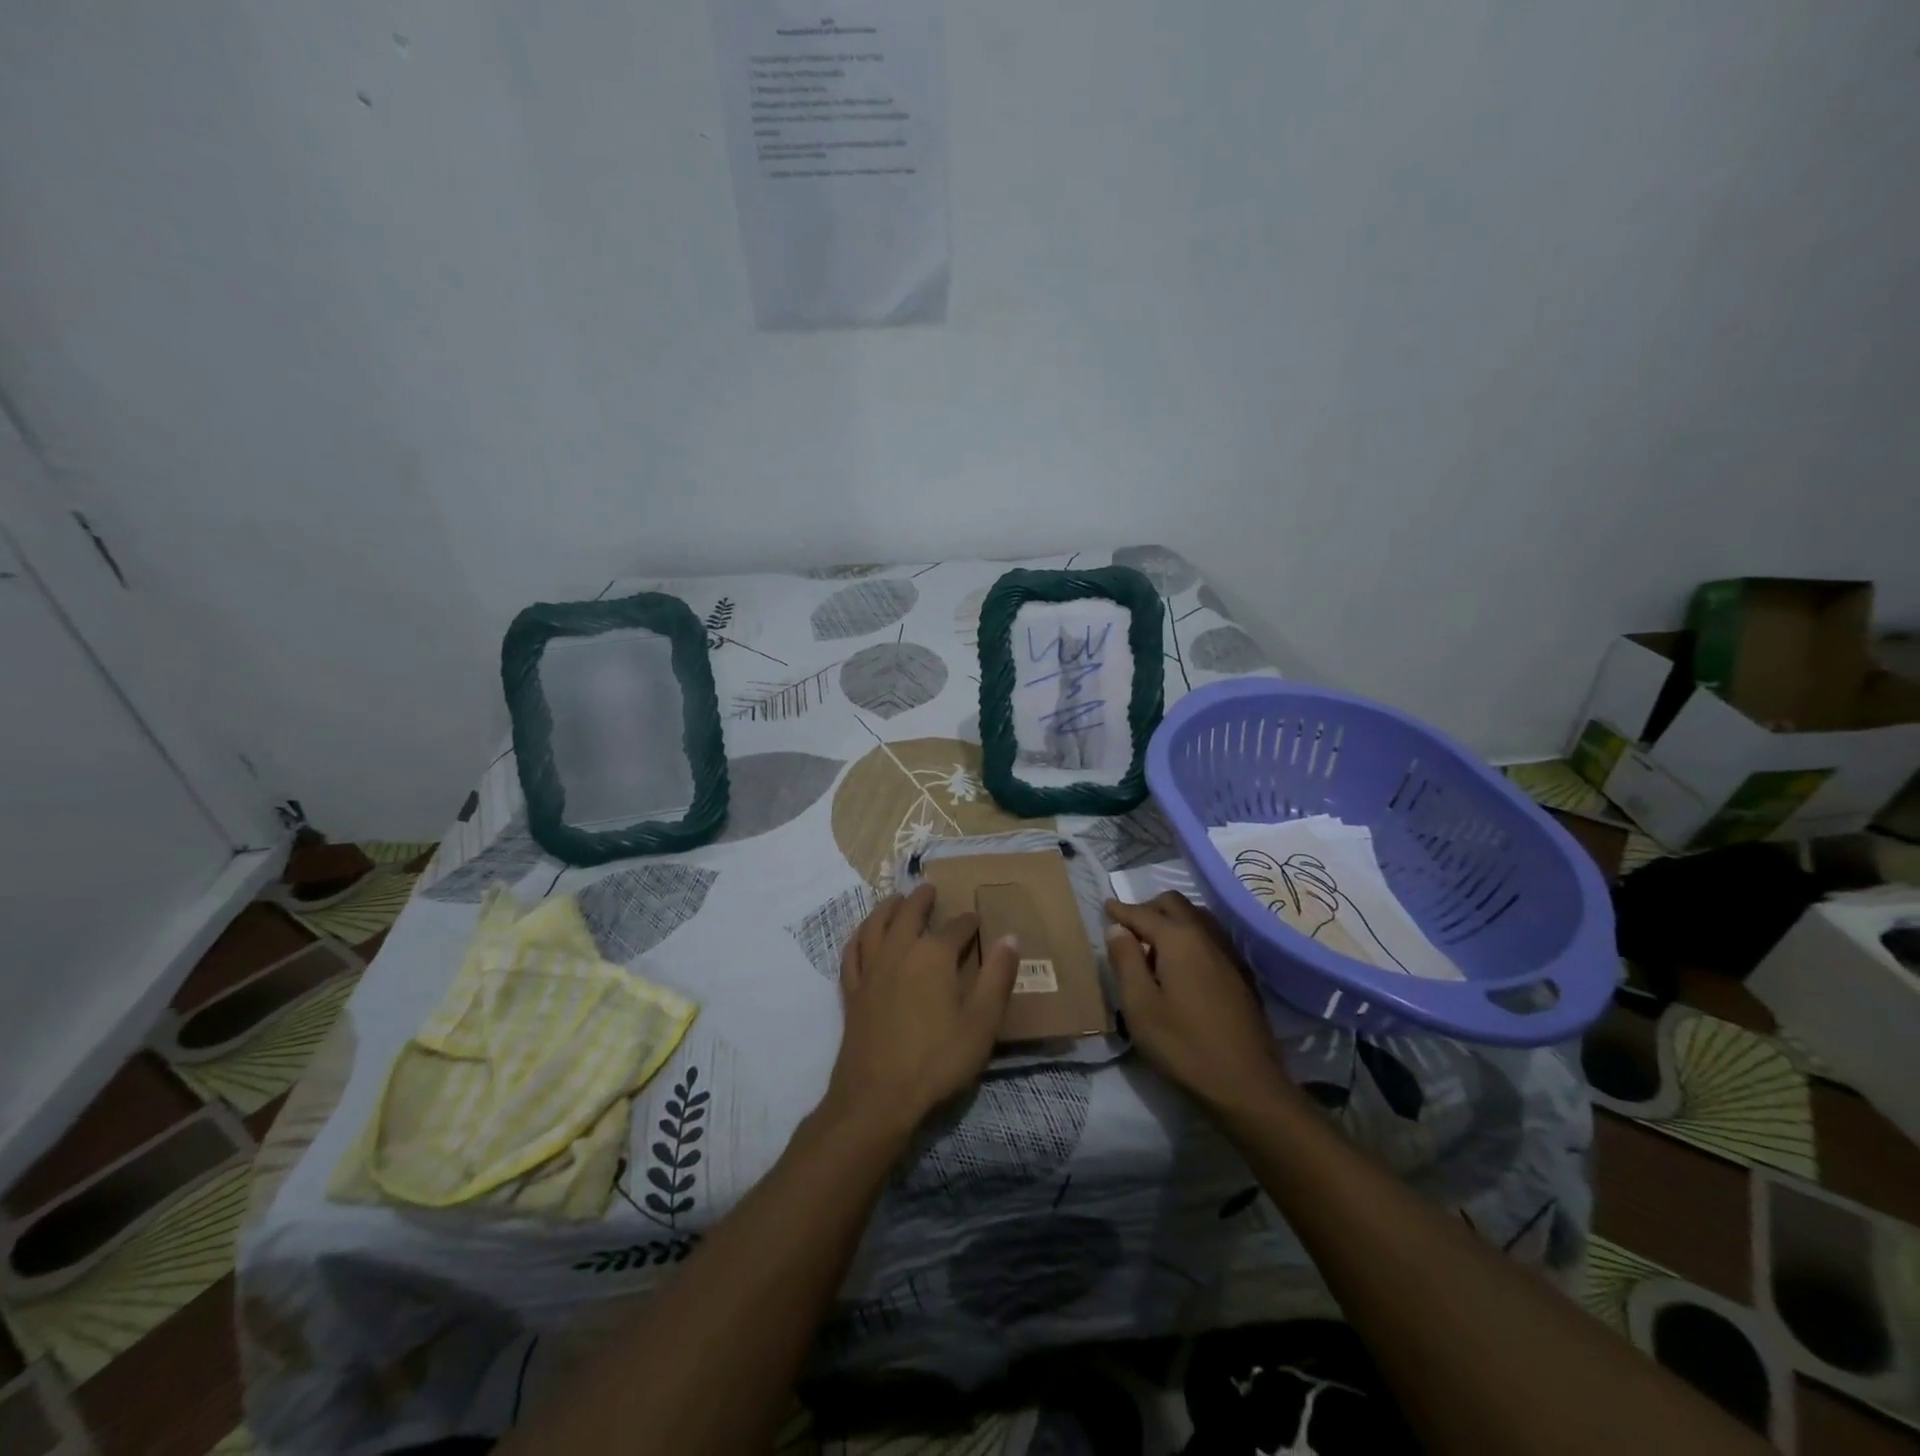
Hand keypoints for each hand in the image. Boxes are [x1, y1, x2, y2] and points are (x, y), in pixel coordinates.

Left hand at [822, 885, 1019, 1133]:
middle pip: (908, 914)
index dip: (968, 922)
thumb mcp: (981, 1023)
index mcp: (933, 956)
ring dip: (886, 908)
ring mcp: (870, 970)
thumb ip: (997, 978)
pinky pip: (852, 953)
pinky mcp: (852, 991)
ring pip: (875, 925)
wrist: (878, 1097)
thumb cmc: (936, 1060)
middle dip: (921, 900)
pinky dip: (858, 937)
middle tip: (928, 889)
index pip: (955, 928)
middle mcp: (899, 952)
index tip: (976, 920)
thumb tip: (1011, 937)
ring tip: (894, 900)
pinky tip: (862, 936)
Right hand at [1105, 893, 1293, 1116]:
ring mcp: (1229, 954)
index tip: (1106, 907)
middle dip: (1149, 908)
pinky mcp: (1242, 974)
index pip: (1143, 913)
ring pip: (1197, 917)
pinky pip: (1211, 937)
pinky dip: (1192, 935)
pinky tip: (1184, 963)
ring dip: (1173, 919)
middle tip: (1129, 928)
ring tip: (1154, 945)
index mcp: (1178, 939)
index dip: (1121, 910)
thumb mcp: (1140, 1006)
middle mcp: (1206, 936)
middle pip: (1175, 904)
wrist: (1247, 1085)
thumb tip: (1117, 929)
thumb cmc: (1183, 1046)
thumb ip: (1126, 961)